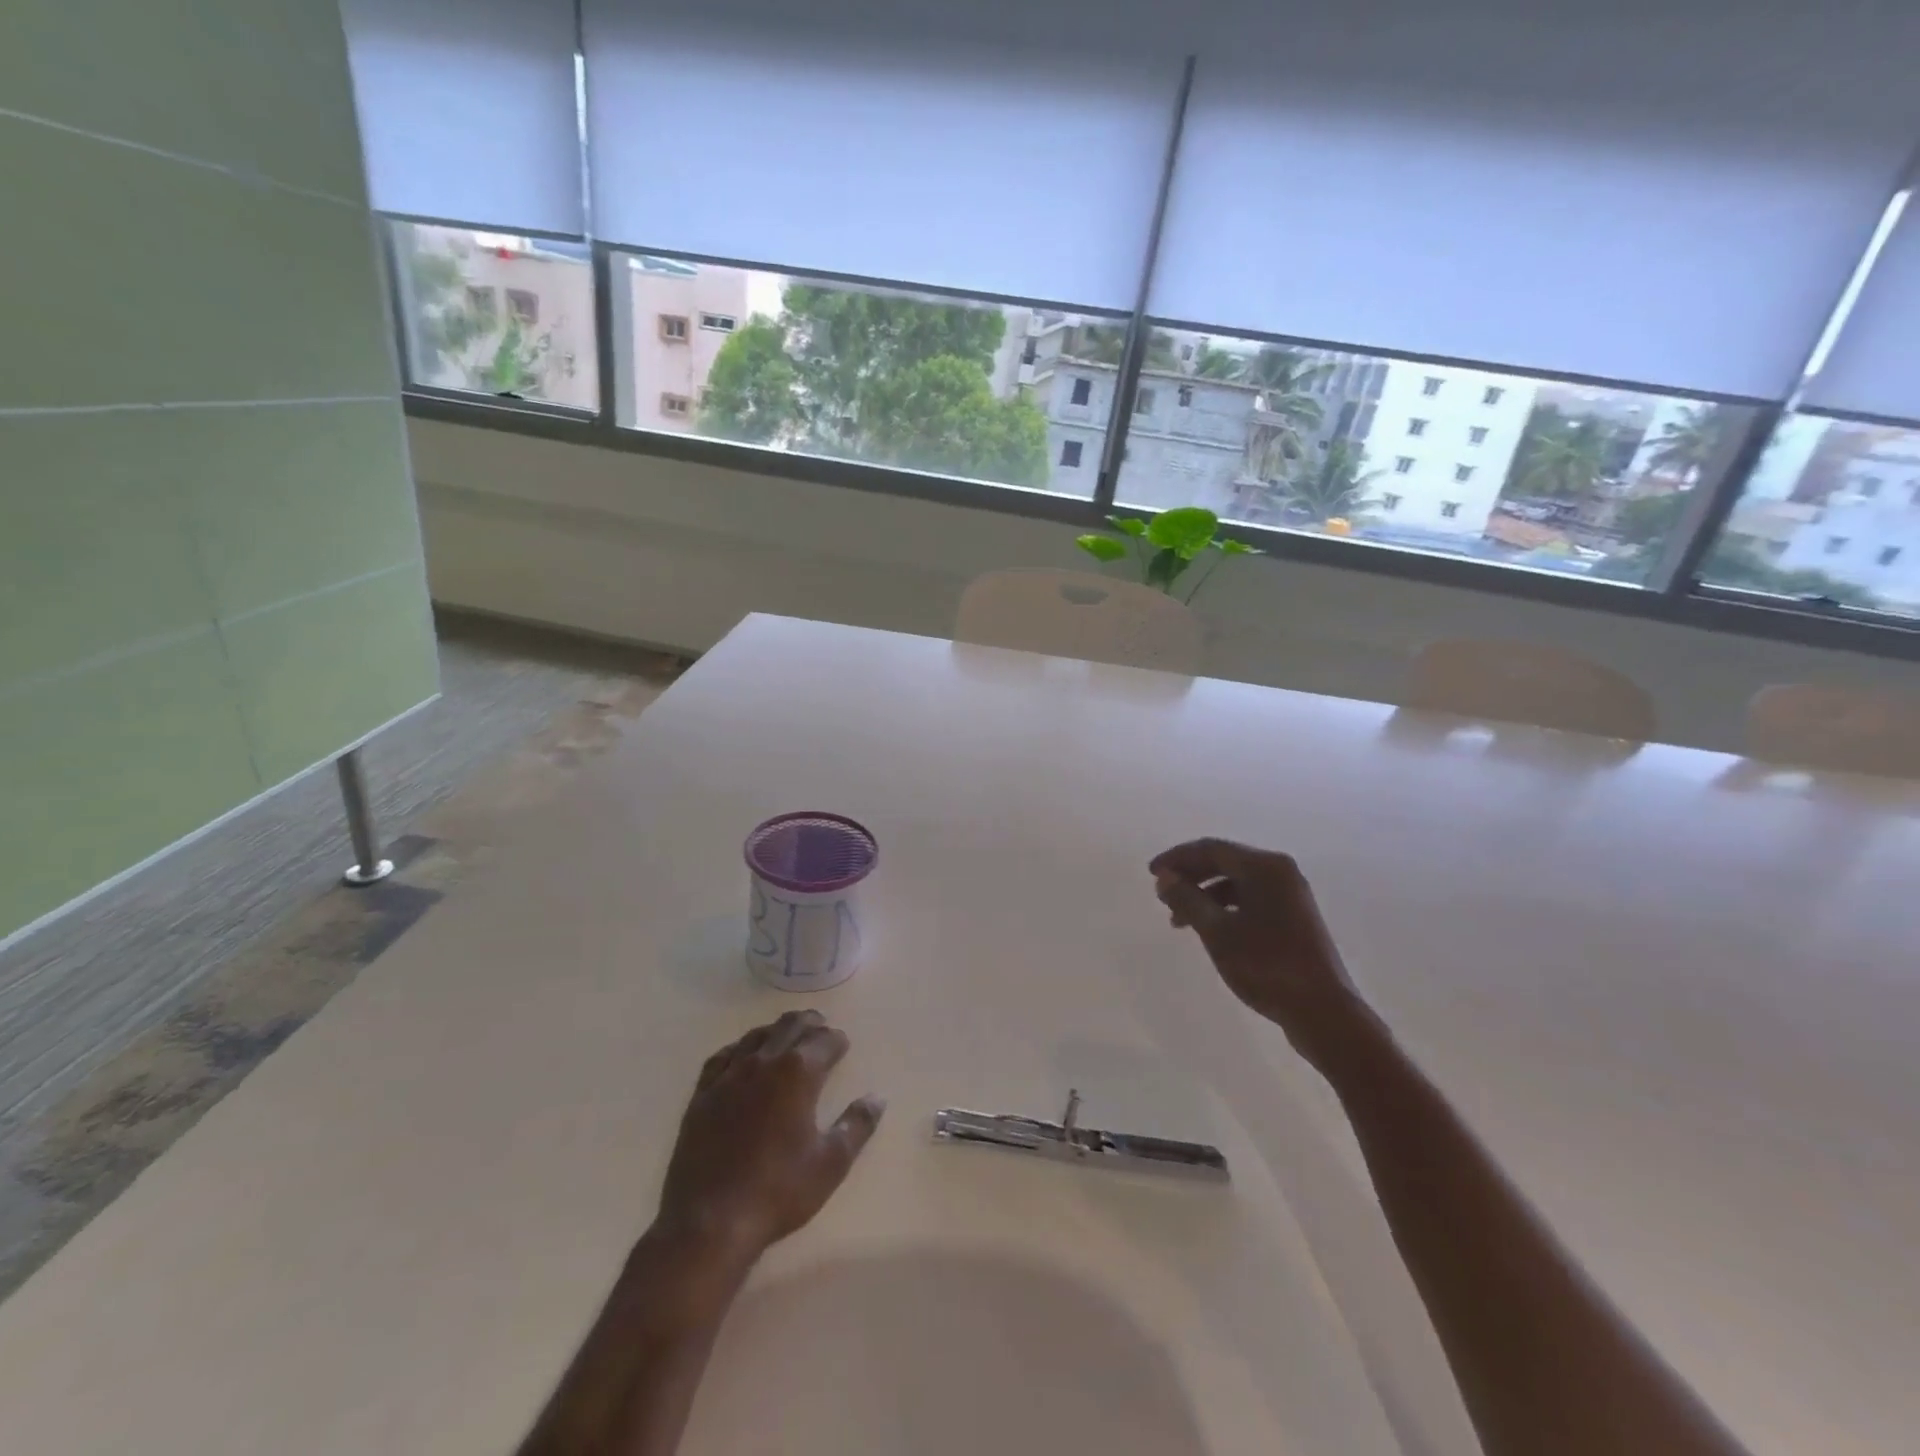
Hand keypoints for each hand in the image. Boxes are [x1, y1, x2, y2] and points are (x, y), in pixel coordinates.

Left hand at [655, 1011, 883, 1268]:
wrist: (709, 1222)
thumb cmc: (778, 1191)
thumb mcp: (831, 1163)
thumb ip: (857, 1125)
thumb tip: (877, 1097)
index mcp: (798, 1073)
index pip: (824, 1041)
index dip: (837, 1040)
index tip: (843, 1044)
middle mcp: (764, 1062)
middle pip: (790, 1027)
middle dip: (809, 1023)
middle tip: (820, 1026)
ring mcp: (729, 1075)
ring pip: (757, 1036)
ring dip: (777, 1030)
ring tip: (787, 1035)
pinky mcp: (703, 1094)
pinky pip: (724, 1056)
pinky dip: (741, 1047)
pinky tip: (743, 1054)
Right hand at [1151, 839, 1380, 1068]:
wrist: (1324, 1012)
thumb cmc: (1266, 966)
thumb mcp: (1217, 931)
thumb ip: (1187, 899)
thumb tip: (1164, 877)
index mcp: (1265, 867)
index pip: (1211, 849)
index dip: (1177, 858)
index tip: (1150, 874)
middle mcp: (1280, 872)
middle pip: (1225, 862)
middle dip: (1190, 876)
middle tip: (1161, 895)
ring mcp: (1291, 896)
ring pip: (1237, 883)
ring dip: (1204, 895)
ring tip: (1178, 920)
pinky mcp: (1294, 918)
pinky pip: (1250, 900)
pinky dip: (1224, 909)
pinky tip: (1209, 930)